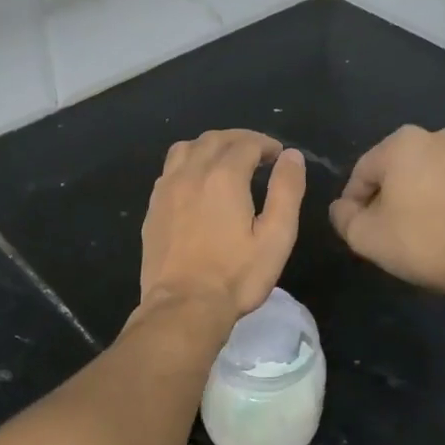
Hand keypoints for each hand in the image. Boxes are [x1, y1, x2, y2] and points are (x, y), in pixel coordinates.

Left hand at [137, 130, 305, 321]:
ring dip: (210, 145)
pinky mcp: (153, 206)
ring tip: (226, 159)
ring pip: (187, 148)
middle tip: (257, 152)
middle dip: (239, 139)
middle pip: (215, 139)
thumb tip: (291, 156)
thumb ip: (286, 191)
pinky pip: (170, 169)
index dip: (266, 144)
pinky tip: (197, 181)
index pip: (247, 144)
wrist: (183, 306)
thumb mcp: (276, 236)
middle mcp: (192, 173)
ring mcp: (167, 188)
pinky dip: (188, 162)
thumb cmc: (236, 275)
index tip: (278, 155)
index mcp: (224, 176)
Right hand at [329, 126, 444, 303]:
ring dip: (422, 196)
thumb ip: (343, 216)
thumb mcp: (364, 236)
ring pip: (433, 176)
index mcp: (404, 142)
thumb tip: (343, 207)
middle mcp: (441, 137)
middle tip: (387, 229)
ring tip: (421, 232)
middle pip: (400, 169)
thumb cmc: (421, 242)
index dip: (354, 201)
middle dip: (390, 195)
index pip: (364, 171)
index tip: (356, 226)